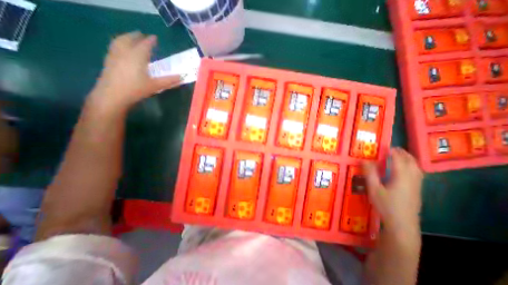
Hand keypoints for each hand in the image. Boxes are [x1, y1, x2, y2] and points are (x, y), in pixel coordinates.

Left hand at [89, 31, 182, 110]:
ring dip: (126, 37)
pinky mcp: (108, 61)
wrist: (113, 95)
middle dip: (136, 36)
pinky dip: (119, 43)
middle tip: (142, 35)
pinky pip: (114, 47)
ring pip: (119, 41)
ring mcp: (115, 55)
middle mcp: (125, 52)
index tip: (155, 38)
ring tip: (131, 38)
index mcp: (137, 56)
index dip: (150, 41)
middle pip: (130, 39)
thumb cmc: (136, 89)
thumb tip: (182, 77)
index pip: (145, 45)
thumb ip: (169, 80)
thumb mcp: (156, 85)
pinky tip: (121, 48)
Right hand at [363, 147, 423, 232]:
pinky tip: (405, 169)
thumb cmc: (386, 205)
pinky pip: (417, 173)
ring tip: (399, 156)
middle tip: (392, 149)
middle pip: (411, 162)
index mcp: (401, 177)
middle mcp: (412, 179)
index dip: (392, 151)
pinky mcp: (417, 190)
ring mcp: (417, 185)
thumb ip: (370, 173)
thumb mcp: (374, 189)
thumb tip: (365, 160)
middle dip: (403, 153)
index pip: (399, 159)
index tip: (385, 146)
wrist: (402, 224)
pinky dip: (412, 166)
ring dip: (409, 159)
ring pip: (417, 167)